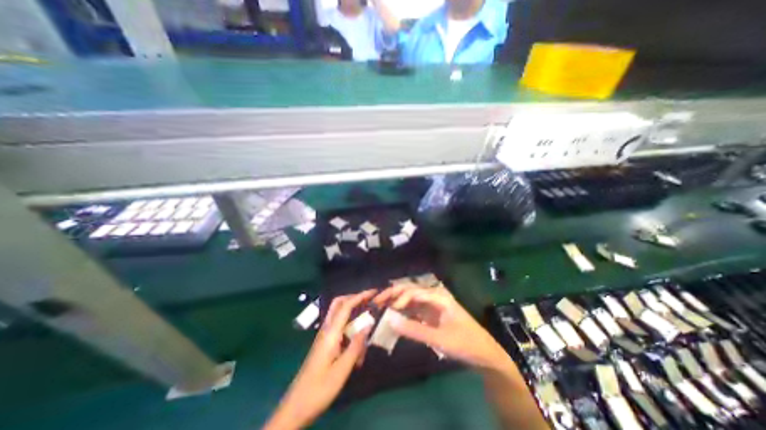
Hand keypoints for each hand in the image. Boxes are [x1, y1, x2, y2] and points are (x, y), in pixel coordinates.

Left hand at [263, 289, 375, 429]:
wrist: (296, 406)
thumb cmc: (320, 388)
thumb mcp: (342, 370)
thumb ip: (356, 345)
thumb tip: (368, 324)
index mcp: (330, 333)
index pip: (345, 306)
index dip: (360, 296)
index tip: (374, 292)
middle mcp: (326, 329)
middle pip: (339, 303)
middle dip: (354, 298)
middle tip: (369, 300)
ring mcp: (324, 335)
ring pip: (339, 314)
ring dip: (352, 312)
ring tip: (366, 321)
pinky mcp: (325, 342)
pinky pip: (339, 326)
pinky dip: (349, 326)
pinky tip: (357, 341)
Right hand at [374, 282, 509, 372]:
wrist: (484, 355)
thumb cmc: (465, 343)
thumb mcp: (439, 338)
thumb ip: (414, 329)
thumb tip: (389, 319)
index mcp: (438, 296)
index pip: (413, 291)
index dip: (398, 298)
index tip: (386, 309)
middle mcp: (433, 296)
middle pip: (410, 290)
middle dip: (393, 294)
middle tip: (376, 301)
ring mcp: (431, 305)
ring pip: (409, 299)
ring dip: (395, 302)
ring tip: (380, 307)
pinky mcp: (430, 315)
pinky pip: (413, 309)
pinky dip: (402, 312)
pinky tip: (393, 316)